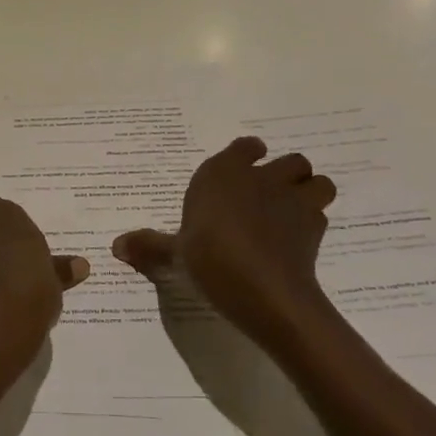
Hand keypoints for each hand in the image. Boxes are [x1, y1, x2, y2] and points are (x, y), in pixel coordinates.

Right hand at [113, 137, 336, 345]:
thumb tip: (115, 246)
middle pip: (290, 161)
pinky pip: (321, 214)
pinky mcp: (315, 227)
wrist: (263, 288)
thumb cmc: (211, 257)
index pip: (246, 147)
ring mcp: (293, 200)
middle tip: (270, 196)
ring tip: (294, 212)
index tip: (244, 167)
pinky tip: (298, 241)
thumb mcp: (174, 253)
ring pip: (316, 181)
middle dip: (285, 174)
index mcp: (224, 173)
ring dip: (309, 192)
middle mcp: (262, 178)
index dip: (247, 155)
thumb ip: (149, 246)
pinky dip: (313, 223)